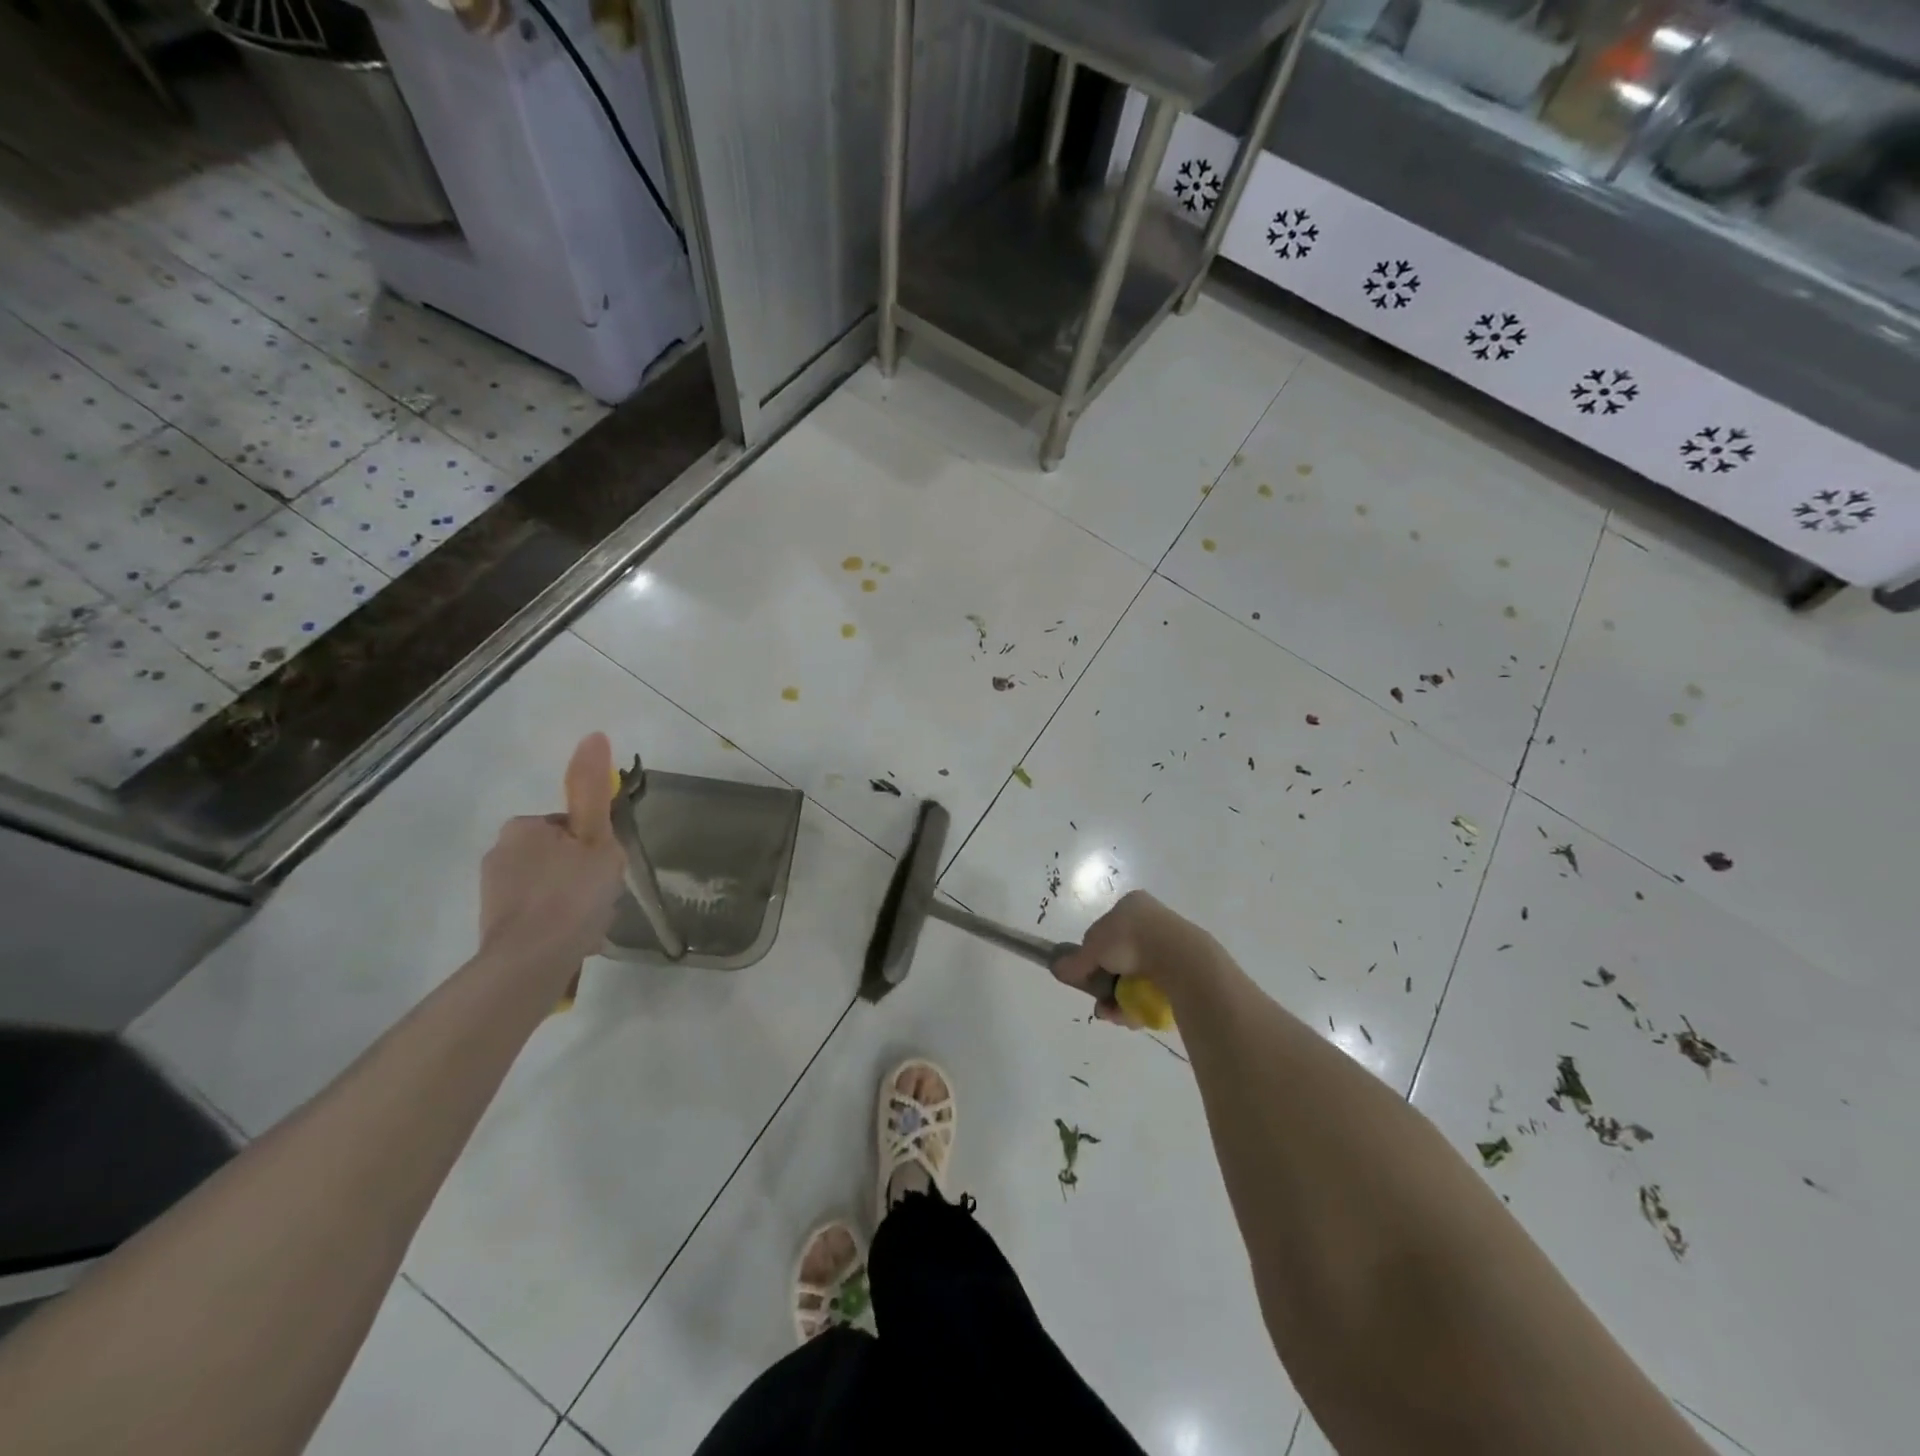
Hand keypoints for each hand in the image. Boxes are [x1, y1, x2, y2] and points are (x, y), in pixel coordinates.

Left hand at [478, 733, 626, 977]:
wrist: (532, 961)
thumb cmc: (573, 894)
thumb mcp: (596, 837)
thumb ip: (593, 790)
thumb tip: (594, 734)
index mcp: (523, 827)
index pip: (572, 827)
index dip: (596, 847)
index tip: (605, 870)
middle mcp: (500, 852)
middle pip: (560, 856)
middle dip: (583, 874)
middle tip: (601, 898)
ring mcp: (493, 891)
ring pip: (550, 886)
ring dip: (572, 900)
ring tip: (589, 923)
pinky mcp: (494, 923)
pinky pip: (538, 912)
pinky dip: (557, 921)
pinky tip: (573, 939)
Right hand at [1052, 889, 1216, 1025]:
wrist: (1179, 958)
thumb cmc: (1131, 940)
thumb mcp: (1093, 947)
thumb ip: (1075, 961)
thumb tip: (1056, 968)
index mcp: (1131, 905)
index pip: (1104, 931)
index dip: (1093, 956)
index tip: (1089, 977)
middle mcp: (1152, 920)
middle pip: (1120, 959)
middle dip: (1108, 986)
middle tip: (1102, 1004)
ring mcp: (1171, 945)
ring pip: (1136, 978)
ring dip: (1122, 1000)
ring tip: (1118, 1016)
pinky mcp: (1185, 970)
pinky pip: (1156, 989)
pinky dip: (1142, 1003)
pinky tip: (1134, 1017)